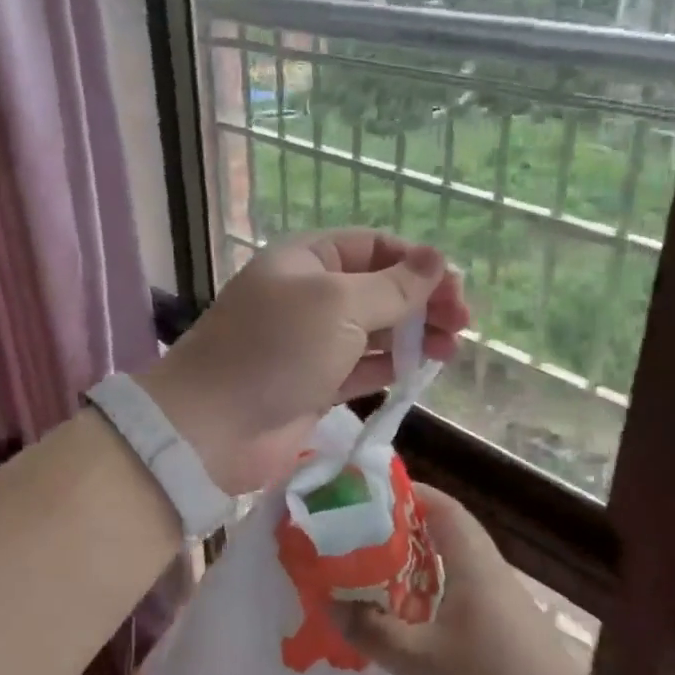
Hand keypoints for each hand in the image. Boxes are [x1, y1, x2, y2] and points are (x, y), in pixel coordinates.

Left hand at [139, 230, 468, 494]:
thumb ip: (393, 286)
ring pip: (373, 330)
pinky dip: (392, 366)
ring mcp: (310, 343)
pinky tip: (422, 369)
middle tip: (461, 323)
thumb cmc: (277, 349)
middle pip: (377, 288)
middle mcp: (308, 295)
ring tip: (451, 348)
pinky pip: (362, 367)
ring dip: (413, 334)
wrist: (213, 427)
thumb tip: (437, 260)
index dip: (416, 262)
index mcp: (306, 260)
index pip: (372, 247)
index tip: (454, 288)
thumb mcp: (339, 304)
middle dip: (421, 300)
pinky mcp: (314, 385)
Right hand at [337, 485, 590, 674]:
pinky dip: (429, 594)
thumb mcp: (420, 661)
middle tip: (356, 538)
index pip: (440, 505)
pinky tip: (406, 621)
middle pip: (444, 531)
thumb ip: (374, 631)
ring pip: (451, 565)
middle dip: (401, 530)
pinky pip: (459, 593)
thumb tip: (330, 605)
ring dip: (414, 565)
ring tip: (371, 576)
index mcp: (471, 562)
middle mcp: (488, 571)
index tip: (366, 496)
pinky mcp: (504, 628)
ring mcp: (500, 600)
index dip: (406, 493)